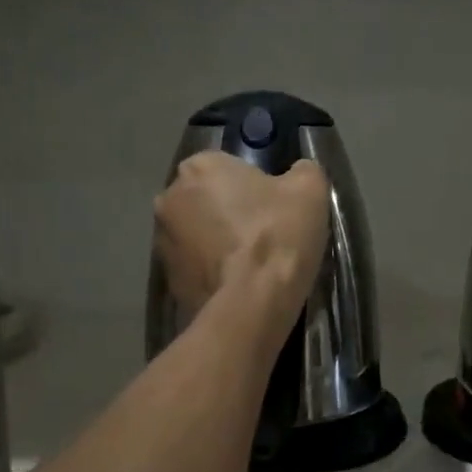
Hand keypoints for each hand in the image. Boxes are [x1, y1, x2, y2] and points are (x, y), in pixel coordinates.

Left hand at [154, 153, 330, 326]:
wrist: (251, 305)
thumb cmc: (277, 236)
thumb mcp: (310, 190)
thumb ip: (302, 171)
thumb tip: (297, 174)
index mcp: (199, 166)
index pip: (227, 166)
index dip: (253, 185)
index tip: (273, 206)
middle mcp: (169, 197)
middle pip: (207, 198)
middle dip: (228, 211)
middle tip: (263, 234)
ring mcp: (161, 240)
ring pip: (196, 233)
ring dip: (217, 242)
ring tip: (250, 264)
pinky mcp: (166, 278)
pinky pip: (193, 265)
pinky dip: (211, 270)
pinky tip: (236, 284)